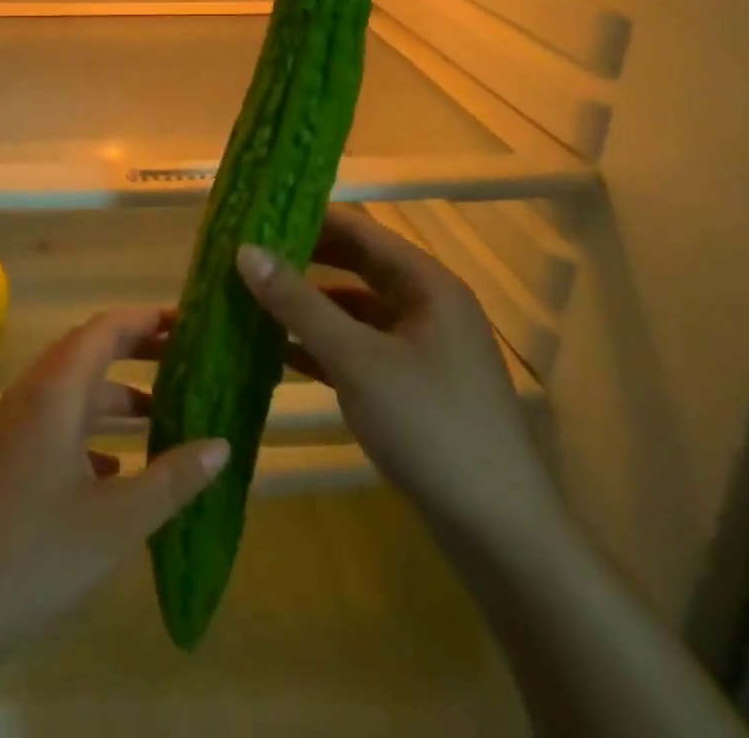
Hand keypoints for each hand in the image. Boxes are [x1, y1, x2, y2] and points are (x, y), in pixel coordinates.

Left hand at [0, 308, 229, 666]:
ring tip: (164, 412)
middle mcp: (32, 393)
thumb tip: (222, 444)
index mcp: (56, 392)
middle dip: (136, 349)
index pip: (106, 329)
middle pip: (89, 349)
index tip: (188, 322)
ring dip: (116, 392)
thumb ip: (172, 479)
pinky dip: (91, 426)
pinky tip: (118, 466)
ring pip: (73, 388)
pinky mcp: (4, 454)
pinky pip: (56, 420)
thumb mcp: (115, 523)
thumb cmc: (31, 559)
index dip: (147, 319)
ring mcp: (13, 424)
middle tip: (185, 357)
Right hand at [236, 207, 564, 551]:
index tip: (256, 213)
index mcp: (426, 283)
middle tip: (246, 253)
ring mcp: (423, 348)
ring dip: (309, 304)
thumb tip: (245, 250)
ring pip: (356, 309)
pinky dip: (324, 345)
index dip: (308, 216)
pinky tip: (279, 352)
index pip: (359, 228)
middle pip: (357, 265)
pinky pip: (361, 348)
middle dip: (303, 259)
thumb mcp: (356, 360)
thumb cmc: (430, 428)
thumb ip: (299, 302)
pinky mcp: (414, 386)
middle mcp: (428, 305)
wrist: (502, 536)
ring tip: (253, 297)